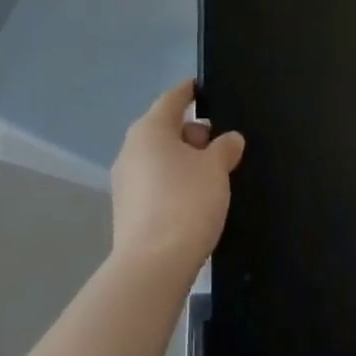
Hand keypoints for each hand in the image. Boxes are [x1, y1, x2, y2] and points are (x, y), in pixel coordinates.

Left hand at [109, 80, 244, 275]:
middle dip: (192, 133)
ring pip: (159, 158)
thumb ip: (225, 148)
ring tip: (212, 173)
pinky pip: (154, 184)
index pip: (173, 98)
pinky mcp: (127, 212)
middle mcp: (131, 150)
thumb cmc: (186, 203)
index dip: (190, 92)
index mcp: (150, 129)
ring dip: (184, 161)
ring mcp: (125, 183)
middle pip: (165, 129)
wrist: (153, 268)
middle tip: (220, 143)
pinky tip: (194, 199)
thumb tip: (230, 139)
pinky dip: (173, 183)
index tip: (204, 88)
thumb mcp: (216, 168)